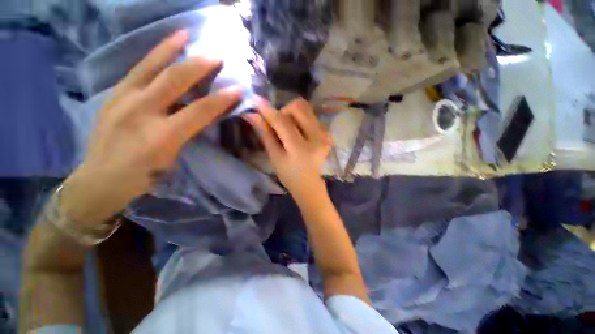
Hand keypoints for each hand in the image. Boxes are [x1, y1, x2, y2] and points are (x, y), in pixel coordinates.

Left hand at [61, 30, 241, 225]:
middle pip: (174, 80)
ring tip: (185, 34)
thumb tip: (202, 114)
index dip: (221, 99)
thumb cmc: (142, 176)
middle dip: (199, 66)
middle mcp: (141, 111)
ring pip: (150, 66)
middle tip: (217, 57)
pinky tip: (162, 49)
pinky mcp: (113, 95)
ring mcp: (122, 98)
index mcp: (162, 136)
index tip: (237, 90)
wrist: (99, 179)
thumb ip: (187, 133)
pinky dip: (153, 57)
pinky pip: (137, 70)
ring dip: (170, 49)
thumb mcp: (172, 158)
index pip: (199, 111)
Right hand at [244, 98, 331, 202]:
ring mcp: (325, 135)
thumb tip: (251, 115)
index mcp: (300, 148)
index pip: (282, 122)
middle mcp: (316, 138)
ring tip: (290, 130)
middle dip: (284, 111)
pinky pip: (313, 116)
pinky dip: (302, 119)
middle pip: (299, 107)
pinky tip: (300, 132)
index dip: (268, 110)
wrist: (309, 184)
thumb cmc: (289, 175)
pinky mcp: (328, 134)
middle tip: (279, 124)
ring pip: (306, 109)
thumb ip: (265, 134)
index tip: (255, 99)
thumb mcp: (275, 157)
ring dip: (293, 114)